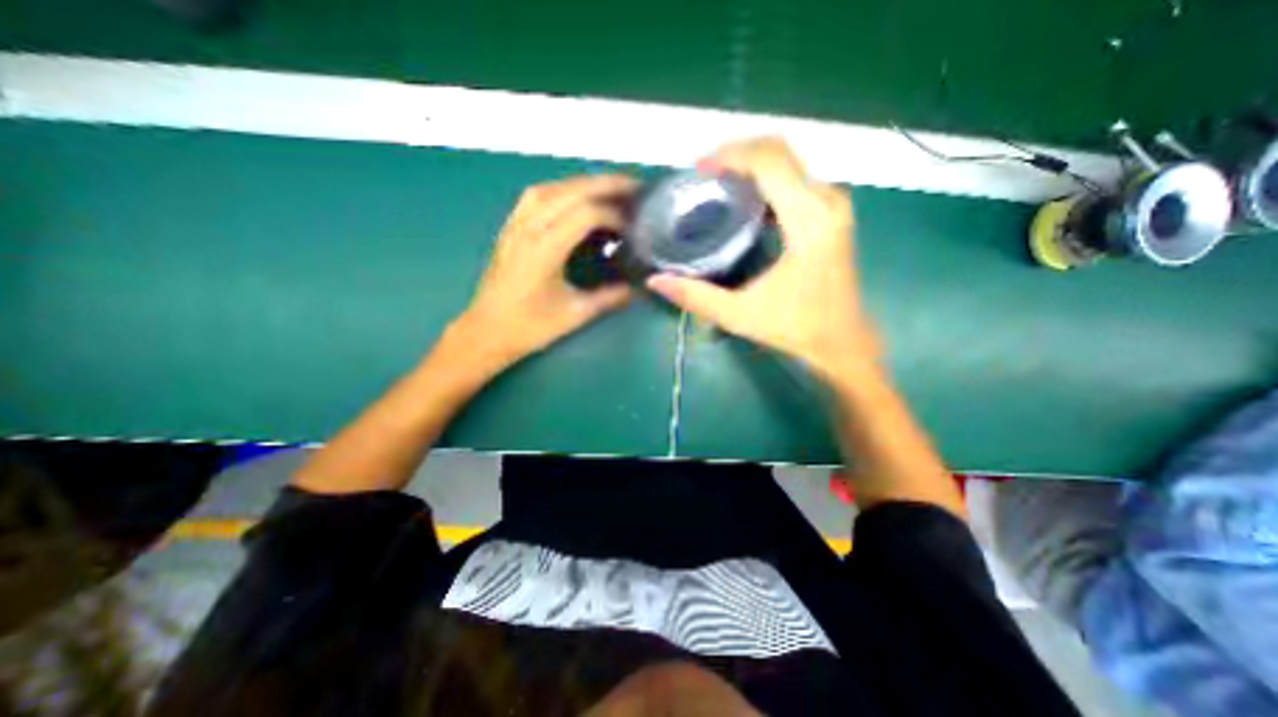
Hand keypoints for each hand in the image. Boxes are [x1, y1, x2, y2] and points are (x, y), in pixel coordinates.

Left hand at [449, 173, 639, 372]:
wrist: (486, 332)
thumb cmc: (529, 327)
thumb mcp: (575, 315)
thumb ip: (609, 298)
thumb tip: (636, 287)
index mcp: (544, 249)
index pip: (585, 214)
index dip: (614, 215)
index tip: (633, 228)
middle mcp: (528, 228)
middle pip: (570, 191)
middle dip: (605, 184)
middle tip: (634, 186)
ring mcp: (515, 225)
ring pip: (551, 187)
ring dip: (582, 183)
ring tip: (607, 189)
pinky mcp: (509, 229)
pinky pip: (536, 196)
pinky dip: (561, 190)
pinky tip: (574, 198)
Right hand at [650, 134, 878, 381]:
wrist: (841, 339)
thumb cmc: (795, 327)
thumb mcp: (739, 315)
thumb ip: (695, 296)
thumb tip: (655, 280)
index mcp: (809, 220)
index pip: (769, 161)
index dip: (730, 155)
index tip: (697, 170)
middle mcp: (827, 200)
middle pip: (779, 151)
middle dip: (736, 154)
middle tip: (702, 177)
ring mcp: (833, 203)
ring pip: (787, 161)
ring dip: (750, 165)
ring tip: (715, 184)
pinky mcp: (831, 212)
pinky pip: (795, 178)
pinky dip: (765, 179)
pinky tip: (741, 200)